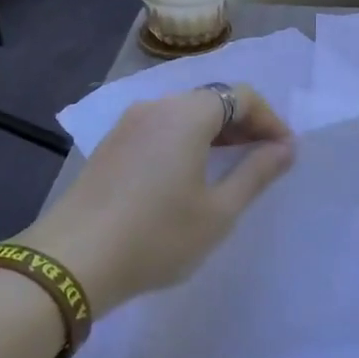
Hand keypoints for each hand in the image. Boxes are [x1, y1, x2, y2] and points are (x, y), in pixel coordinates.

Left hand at [18, 85, 294, 314]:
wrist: (73, 261)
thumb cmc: (157, 236)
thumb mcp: (218, 211)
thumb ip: (256, 173)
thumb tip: (285, 148)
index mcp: (186, 115)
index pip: (241, 96)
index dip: (270, 120)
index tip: (285, 153)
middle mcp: (156, 107)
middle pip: (211, 100)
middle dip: (244, 124)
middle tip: (264, 159)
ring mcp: (128, 124)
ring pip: (183, 114)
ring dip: (215, 133)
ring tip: (232, 167)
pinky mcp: (111, 145)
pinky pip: (160, 129)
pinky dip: (186, 141)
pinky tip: (189, 175)